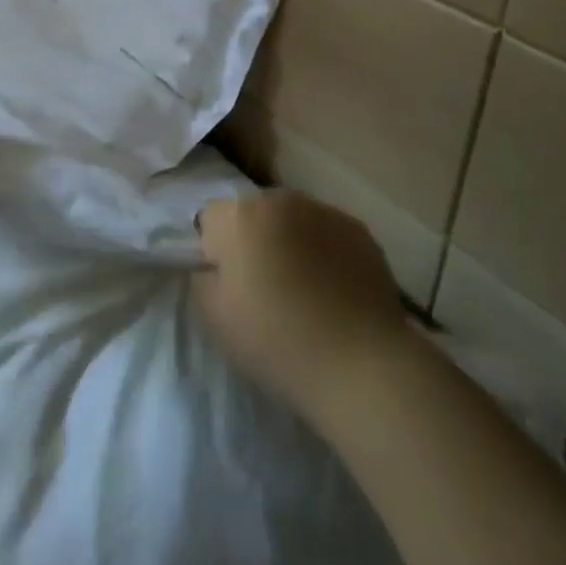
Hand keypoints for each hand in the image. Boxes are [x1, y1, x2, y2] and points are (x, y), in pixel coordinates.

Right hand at [192, 190, 409, 424]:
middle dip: (253, 240)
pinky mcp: (359, 229)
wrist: (362, 365)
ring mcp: (324, 211)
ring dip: (289, 241)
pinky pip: (326, 233)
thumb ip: (203, 278)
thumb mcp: (215, 318)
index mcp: (240, 216)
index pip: (210, 219)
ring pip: (291, 220)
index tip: (231, 286)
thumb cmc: (278, 342)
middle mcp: (281, 199)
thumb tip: (214, 265)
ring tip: (304, 289)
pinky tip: (334, 289)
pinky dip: (324, 251)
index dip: (215, 252)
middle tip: (266, 287)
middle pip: (253, 214)